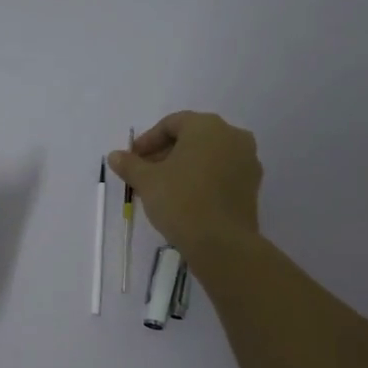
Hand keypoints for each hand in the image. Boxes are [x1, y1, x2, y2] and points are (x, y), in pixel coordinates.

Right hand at [110, 111, 261, 258]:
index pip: (171, 124)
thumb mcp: (147, 181)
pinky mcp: (252, 185)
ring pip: (208, 156)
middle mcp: (232, 135)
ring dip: (184, 166)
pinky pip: (222, 173)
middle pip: (192, 138)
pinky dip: (203, 178)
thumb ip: (130, 164)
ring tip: (163, 188)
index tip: (132, 159)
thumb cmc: (180, 201)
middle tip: (144, 174)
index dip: (148, 141)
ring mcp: (247, 160)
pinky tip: (186, 198)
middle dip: (165, 153)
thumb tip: (115, 156)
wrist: (222, 243)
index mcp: (207, 126)